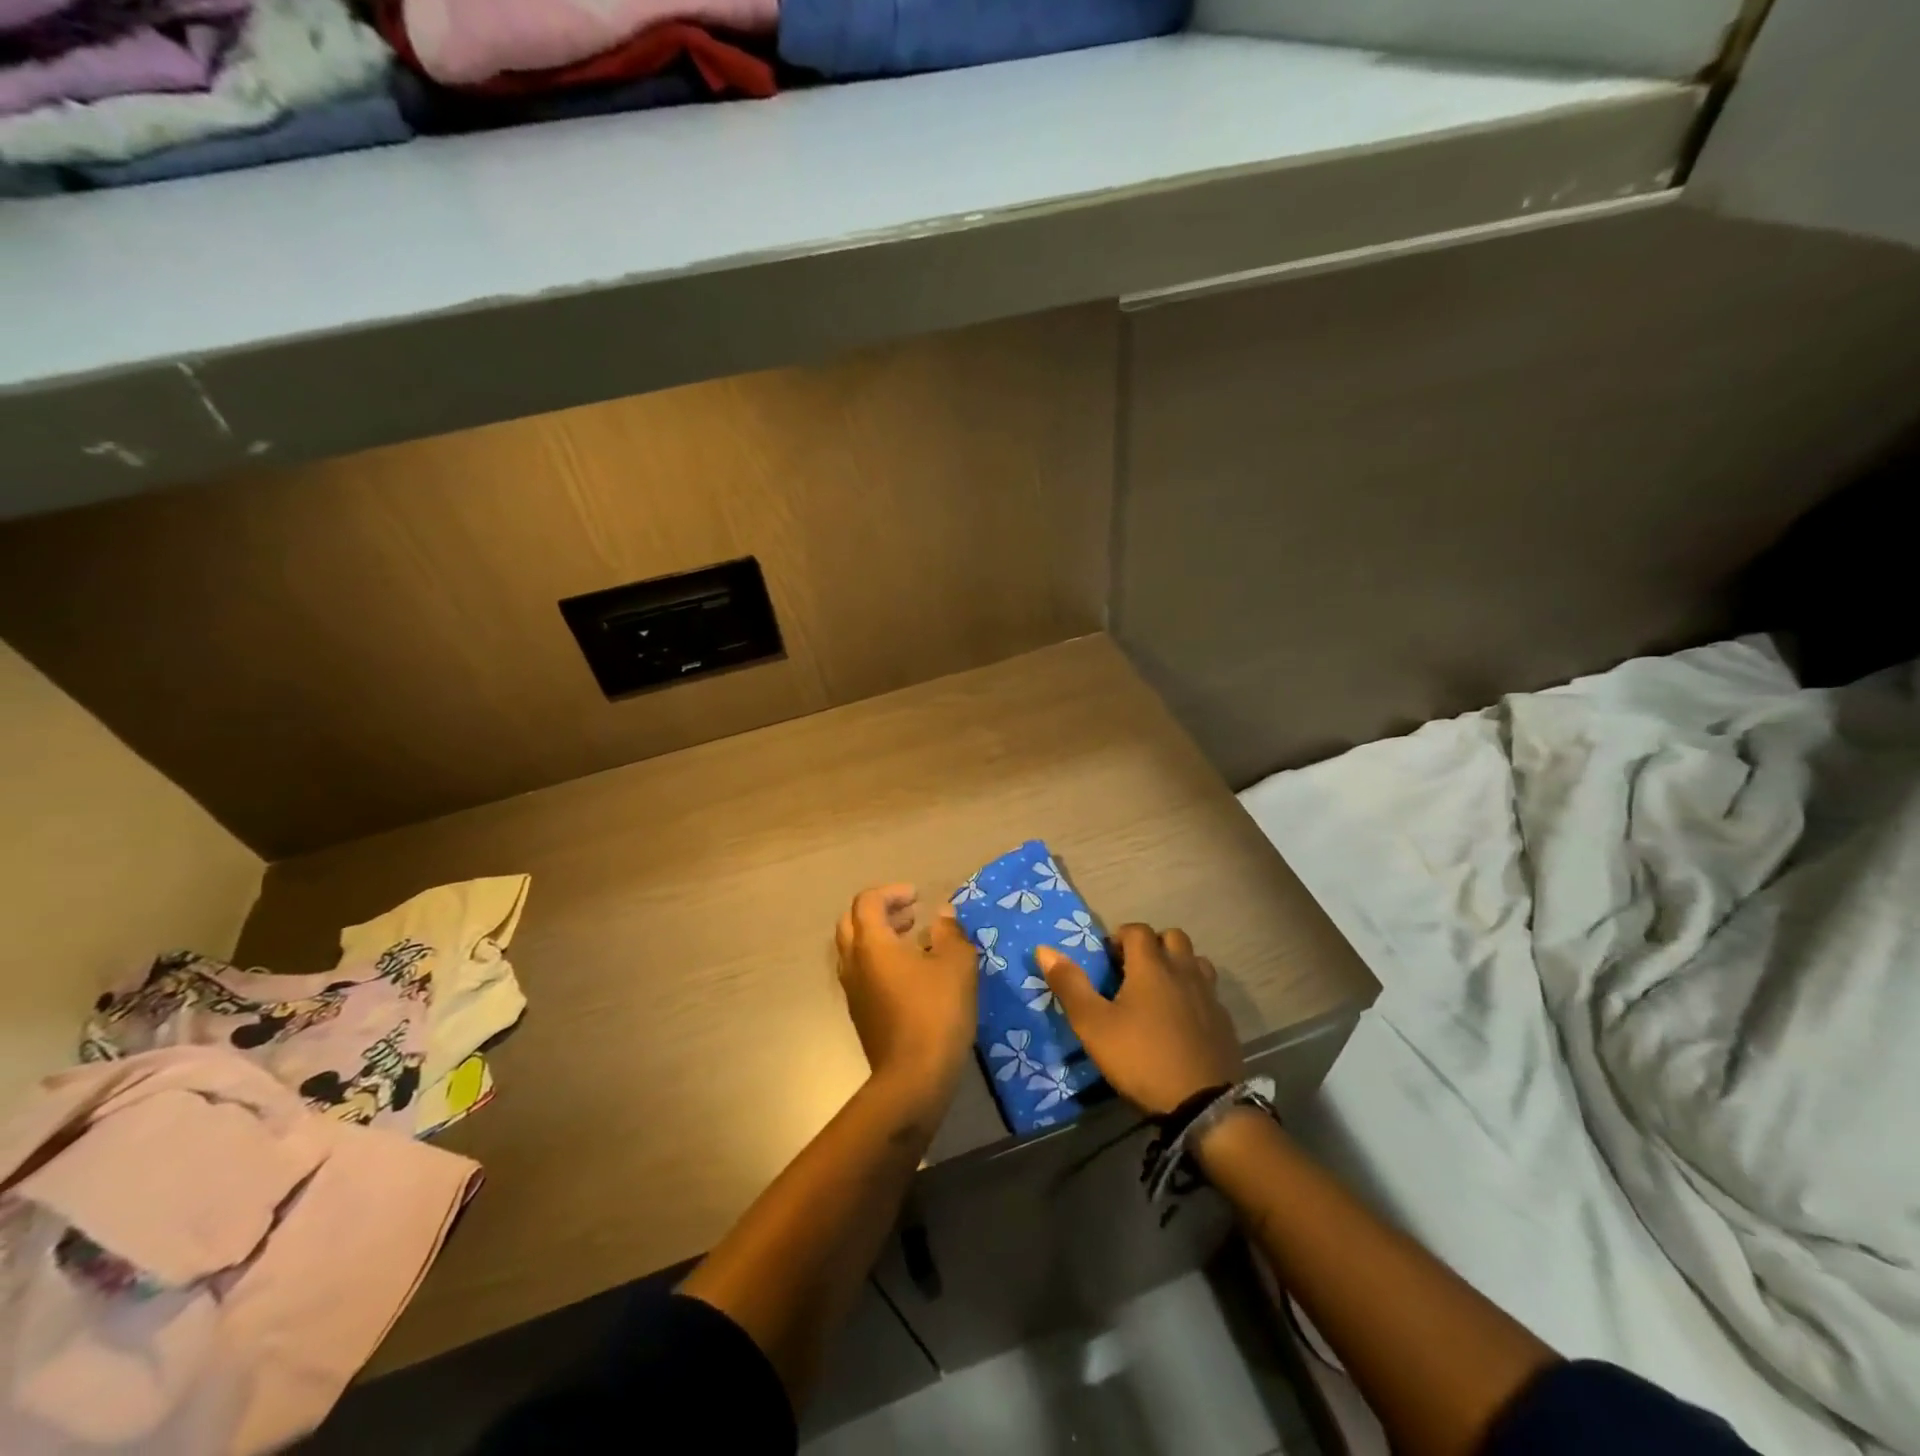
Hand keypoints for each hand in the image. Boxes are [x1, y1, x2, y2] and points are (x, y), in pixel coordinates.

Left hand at [836, 885, 977, 1111]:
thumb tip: (942, 914)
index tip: (918, 898)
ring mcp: (853, 991)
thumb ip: (950, 932)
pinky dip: (880, 962)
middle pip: (851, 923)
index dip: (891, 892)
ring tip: (913, 941)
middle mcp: (854, 963)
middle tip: (910, 915)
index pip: (867, 902)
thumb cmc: (936, 1012)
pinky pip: (862, 974)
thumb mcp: (956, 964)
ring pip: (854, 950)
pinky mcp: (860, 1014)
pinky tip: (910, 975)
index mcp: (871, 944)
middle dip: (880, 912)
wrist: (913, 1078)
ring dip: (879, 937)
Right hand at [1038, 924, 1242, 1115]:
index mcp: (1151, 966)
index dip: (1120, 937)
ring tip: (1159, 991)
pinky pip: (1208, 992)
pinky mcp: (1224, 1020)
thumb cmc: (1141, 1058)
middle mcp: (1183, 971)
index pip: (1137, 930)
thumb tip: (1043, 949)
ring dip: (1177, 965)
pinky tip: (1181, 1020)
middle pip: (1172, 937)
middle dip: (1152, 945)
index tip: (1107, 960)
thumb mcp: (1093, 1025)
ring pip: (1195, 961)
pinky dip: (1193, 994)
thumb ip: (1070, 985)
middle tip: (1133, 971)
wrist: (1203, 1105)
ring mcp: (1209, 995)